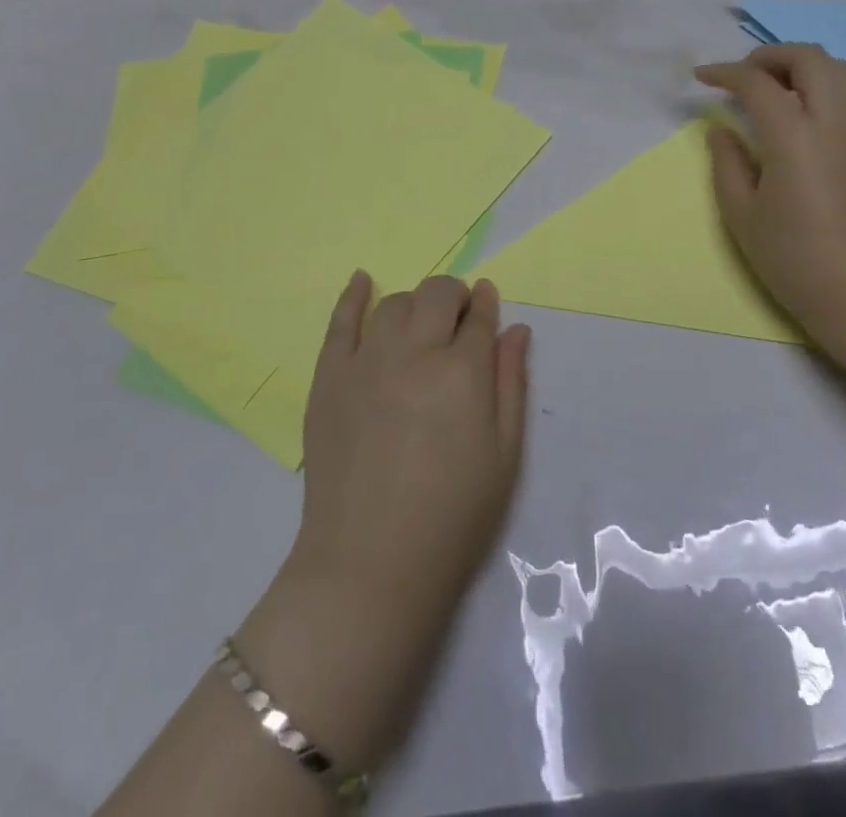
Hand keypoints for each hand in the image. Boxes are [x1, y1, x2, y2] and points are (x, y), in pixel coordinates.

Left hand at [292, 272, 529, 625]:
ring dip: (414, 305)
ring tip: (419, 328)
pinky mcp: (329, 377)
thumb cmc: (453, 515)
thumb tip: (515, 328)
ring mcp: (366, 361)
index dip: (485, 306)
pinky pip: (341, 322)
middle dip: (453, 297)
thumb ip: (511, 383)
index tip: (487, 303)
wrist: (370, 564)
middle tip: (456, 322)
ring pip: (394, 304)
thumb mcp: (504, 454)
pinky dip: (354, 296)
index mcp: (462, 372)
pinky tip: (363, 281)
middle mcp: (414, 352)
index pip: (478, 316)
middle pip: (436, 295)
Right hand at [695, 43, 845, 361]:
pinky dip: (819, 85)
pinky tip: (798, 114)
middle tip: (742, 76)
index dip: (725, 73)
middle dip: (770, 55)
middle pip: (808, 58)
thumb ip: (727, 162)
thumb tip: (722, 128)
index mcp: (794, 137)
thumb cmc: (794, 258)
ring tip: (770, 89)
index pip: (758, 82)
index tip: (702, 78)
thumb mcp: (742, 214)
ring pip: (837, 69)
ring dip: (799, 65)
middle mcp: (833, 121)